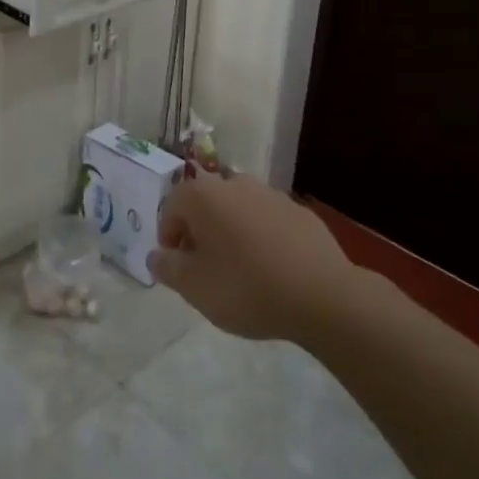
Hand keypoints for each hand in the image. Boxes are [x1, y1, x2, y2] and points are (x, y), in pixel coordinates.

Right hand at [148, 175, 358, 341]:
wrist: (322, 295)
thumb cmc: (246, 287)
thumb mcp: (194, 287)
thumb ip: (167, 268)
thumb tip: (157, 256)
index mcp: (202, 195)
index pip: (170, 208)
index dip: (168, 238)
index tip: (178, 268)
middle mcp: (233, 183)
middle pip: (205, 205)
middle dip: (200, 233)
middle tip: (206, 270)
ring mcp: (270, 194)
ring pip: (237, 210)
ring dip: (231, 233)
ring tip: (239, 270)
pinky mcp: (299, 211)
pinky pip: (267, 221)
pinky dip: (261, 238)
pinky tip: (271, 269)